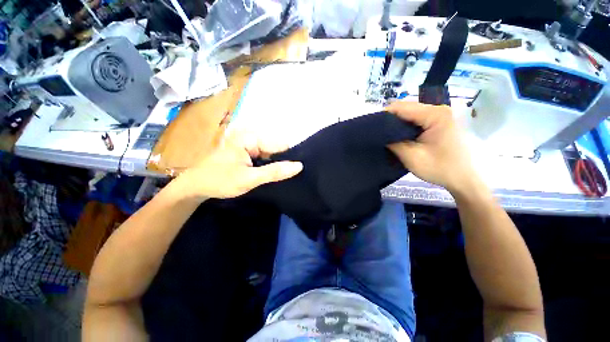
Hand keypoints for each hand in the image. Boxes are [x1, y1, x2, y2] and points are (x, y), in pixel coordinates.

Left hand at [176, 132, 302, 199]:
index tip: (300, 169)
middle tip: (291, 176)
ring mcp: (248, 144)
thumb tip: (299, 166)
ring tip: (284, 176)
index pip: (280, 144)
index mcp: (250, 137)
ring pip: (271, 153)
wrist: (195, 186)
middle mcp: (250, 136)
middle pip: (276, 148)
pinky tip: (273, 174)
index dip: (291, 156)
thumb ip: (274, 172)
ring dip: (277, 164)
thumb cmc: (219, 181)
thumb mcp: (249, 178)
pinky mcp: (247, 152)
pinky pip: (264, 157)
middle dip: (283, 161)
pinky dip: (269, 165)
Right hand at [386, 101, 476, 192]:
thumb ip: (393, 143)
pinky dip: (405, 126)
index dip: (383, 116)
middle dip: (389, 119)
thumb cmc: (441, 169)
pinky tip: (399, 135)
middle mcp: (439, 109)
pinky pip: (417, 119)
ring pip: (410, 113)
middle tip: (377, 133)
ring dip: (397, 123)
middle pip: (406, 108)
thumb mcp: (412, 157)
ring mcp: (441, 115)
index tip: (371, 128)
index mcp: (435, 115)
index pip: (401, 108)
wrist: (465, 179)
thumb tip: (379, 135)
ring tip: (386, 135)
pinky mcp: (440, 121)